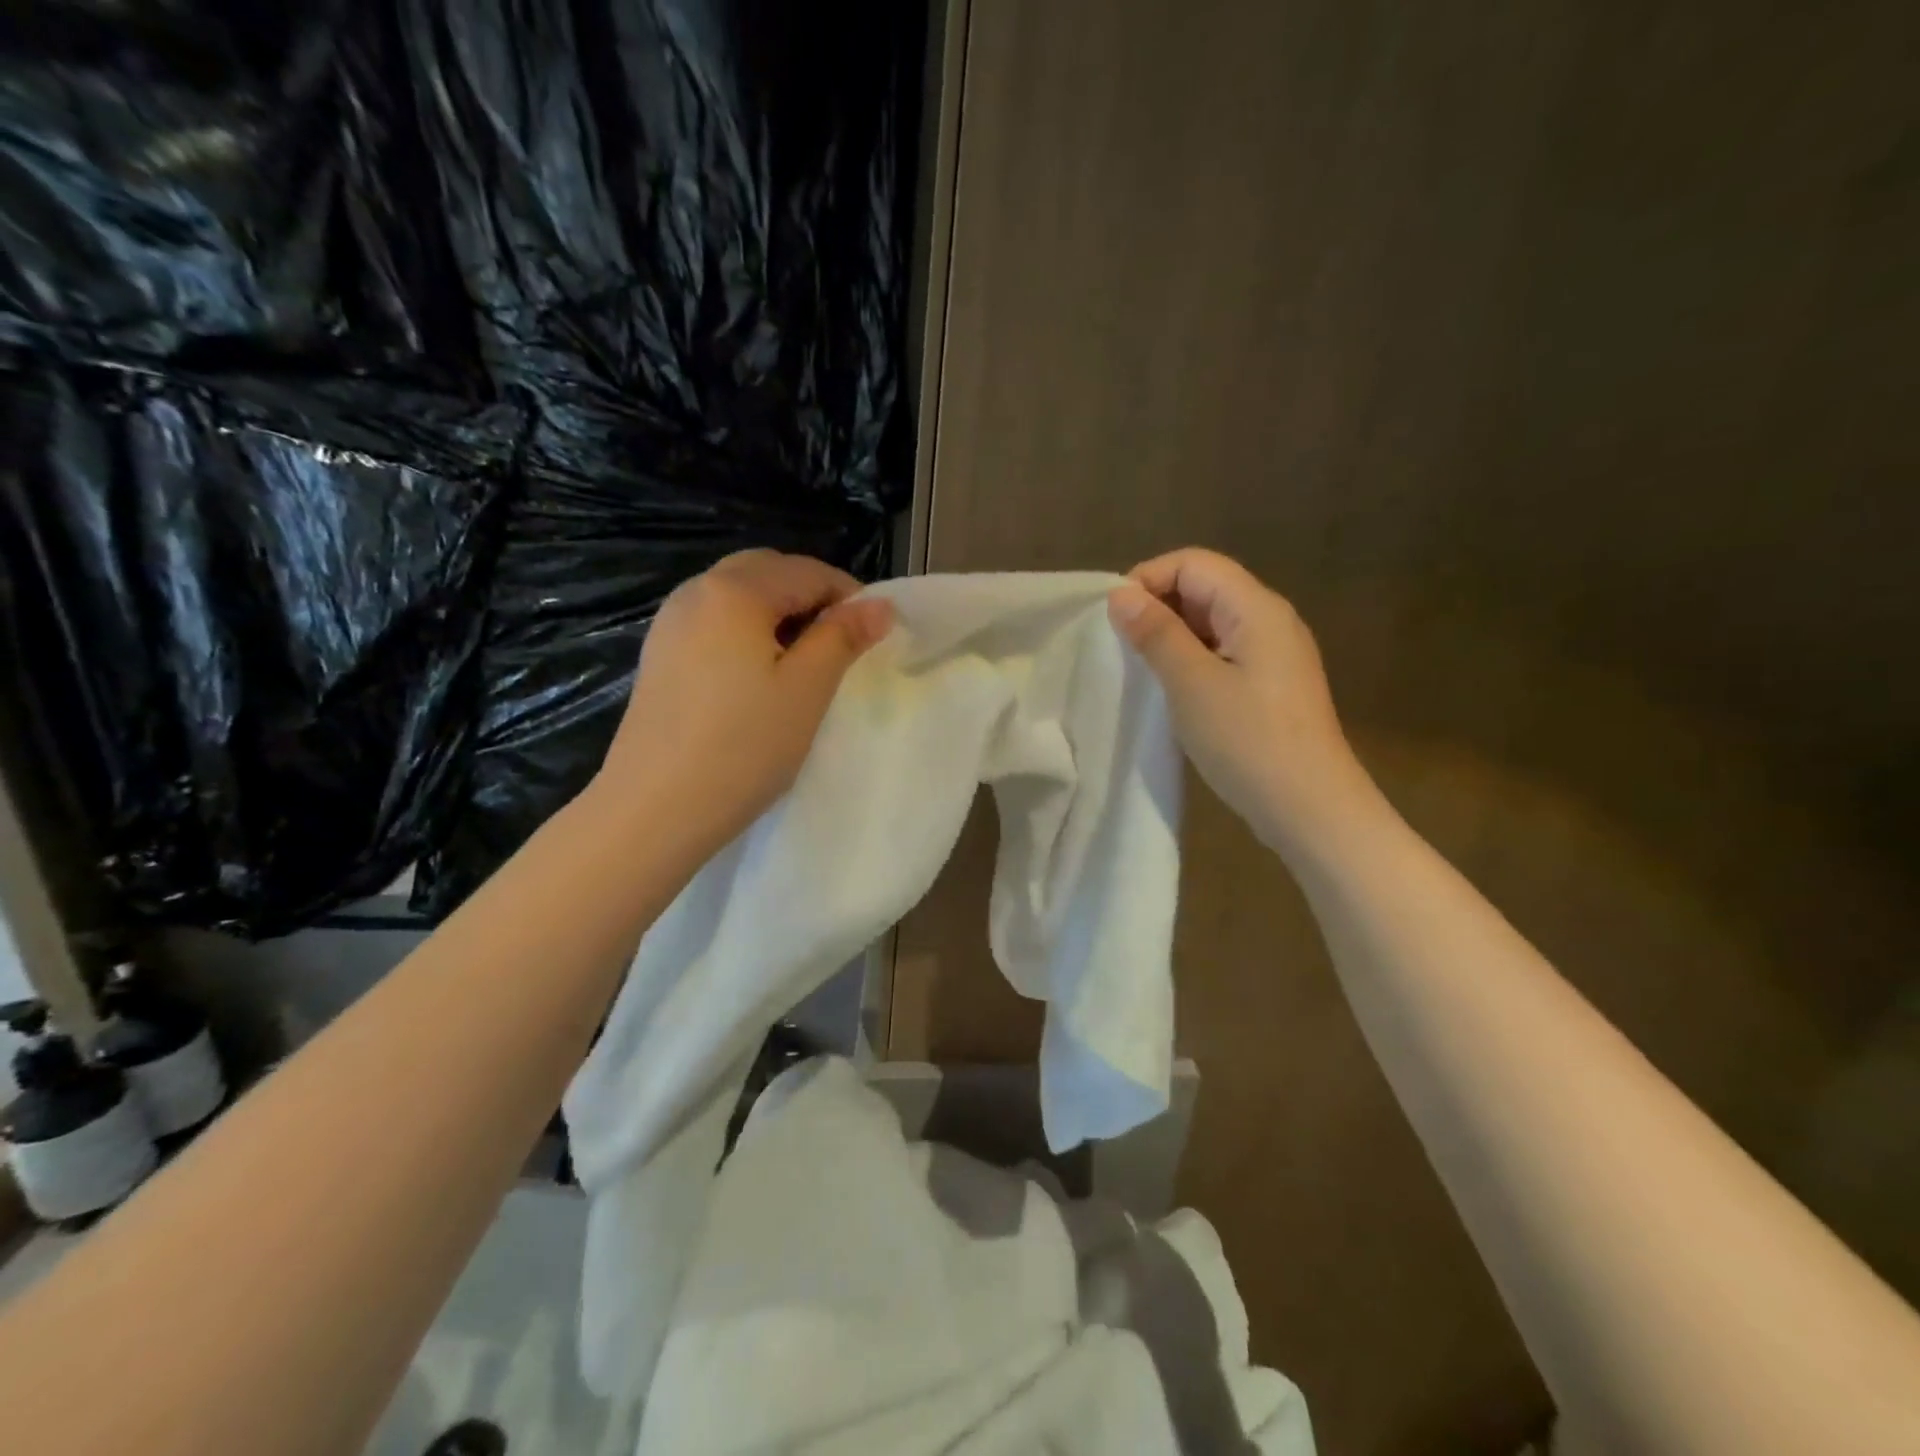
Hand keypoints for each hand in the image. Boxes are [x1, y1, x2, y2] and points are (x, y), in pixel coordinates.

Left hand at [595, 550, 892, 851]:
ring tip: (802, 662)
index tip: (874, 635)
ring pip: (737, 596)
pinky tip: (757, 676)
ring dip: (778, 613)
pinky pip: (714, 622)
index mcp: (735, 590)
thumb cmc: (743, 746)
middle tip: (840, 644)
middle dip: (811, 597)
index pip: (807, 571)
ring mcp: (670, 623)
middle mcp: (696, 591)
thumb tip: (880, 605)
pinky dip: (746, 631)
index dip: (849, 596)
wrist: (654, 808)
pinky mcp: (659, 655)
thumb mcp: (807, 689)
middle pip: (767, 572)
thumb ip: (843, 637)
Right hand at [1108, 548, 1370, 847]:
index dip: (1149, 578)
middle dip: (1158, 605)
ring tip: (1139, 666)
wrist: (1310, 808)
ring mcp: (1274, 654)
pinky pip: (1222, 652)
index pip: (1194, 563)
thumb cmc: (1248, 740)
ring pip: (1211, 623)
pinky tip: (1171, 688)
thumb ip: (1156, 633)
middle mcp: (1270, 620)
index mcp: (1256, 608)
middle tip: (1121, 644)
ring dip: (1171, 635)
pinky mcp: (1269, 685)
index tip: (1113, 616)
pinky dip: (1190, 659)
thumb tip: (1120, 594)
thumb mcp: (1191, 683)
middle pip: (1205, 587)